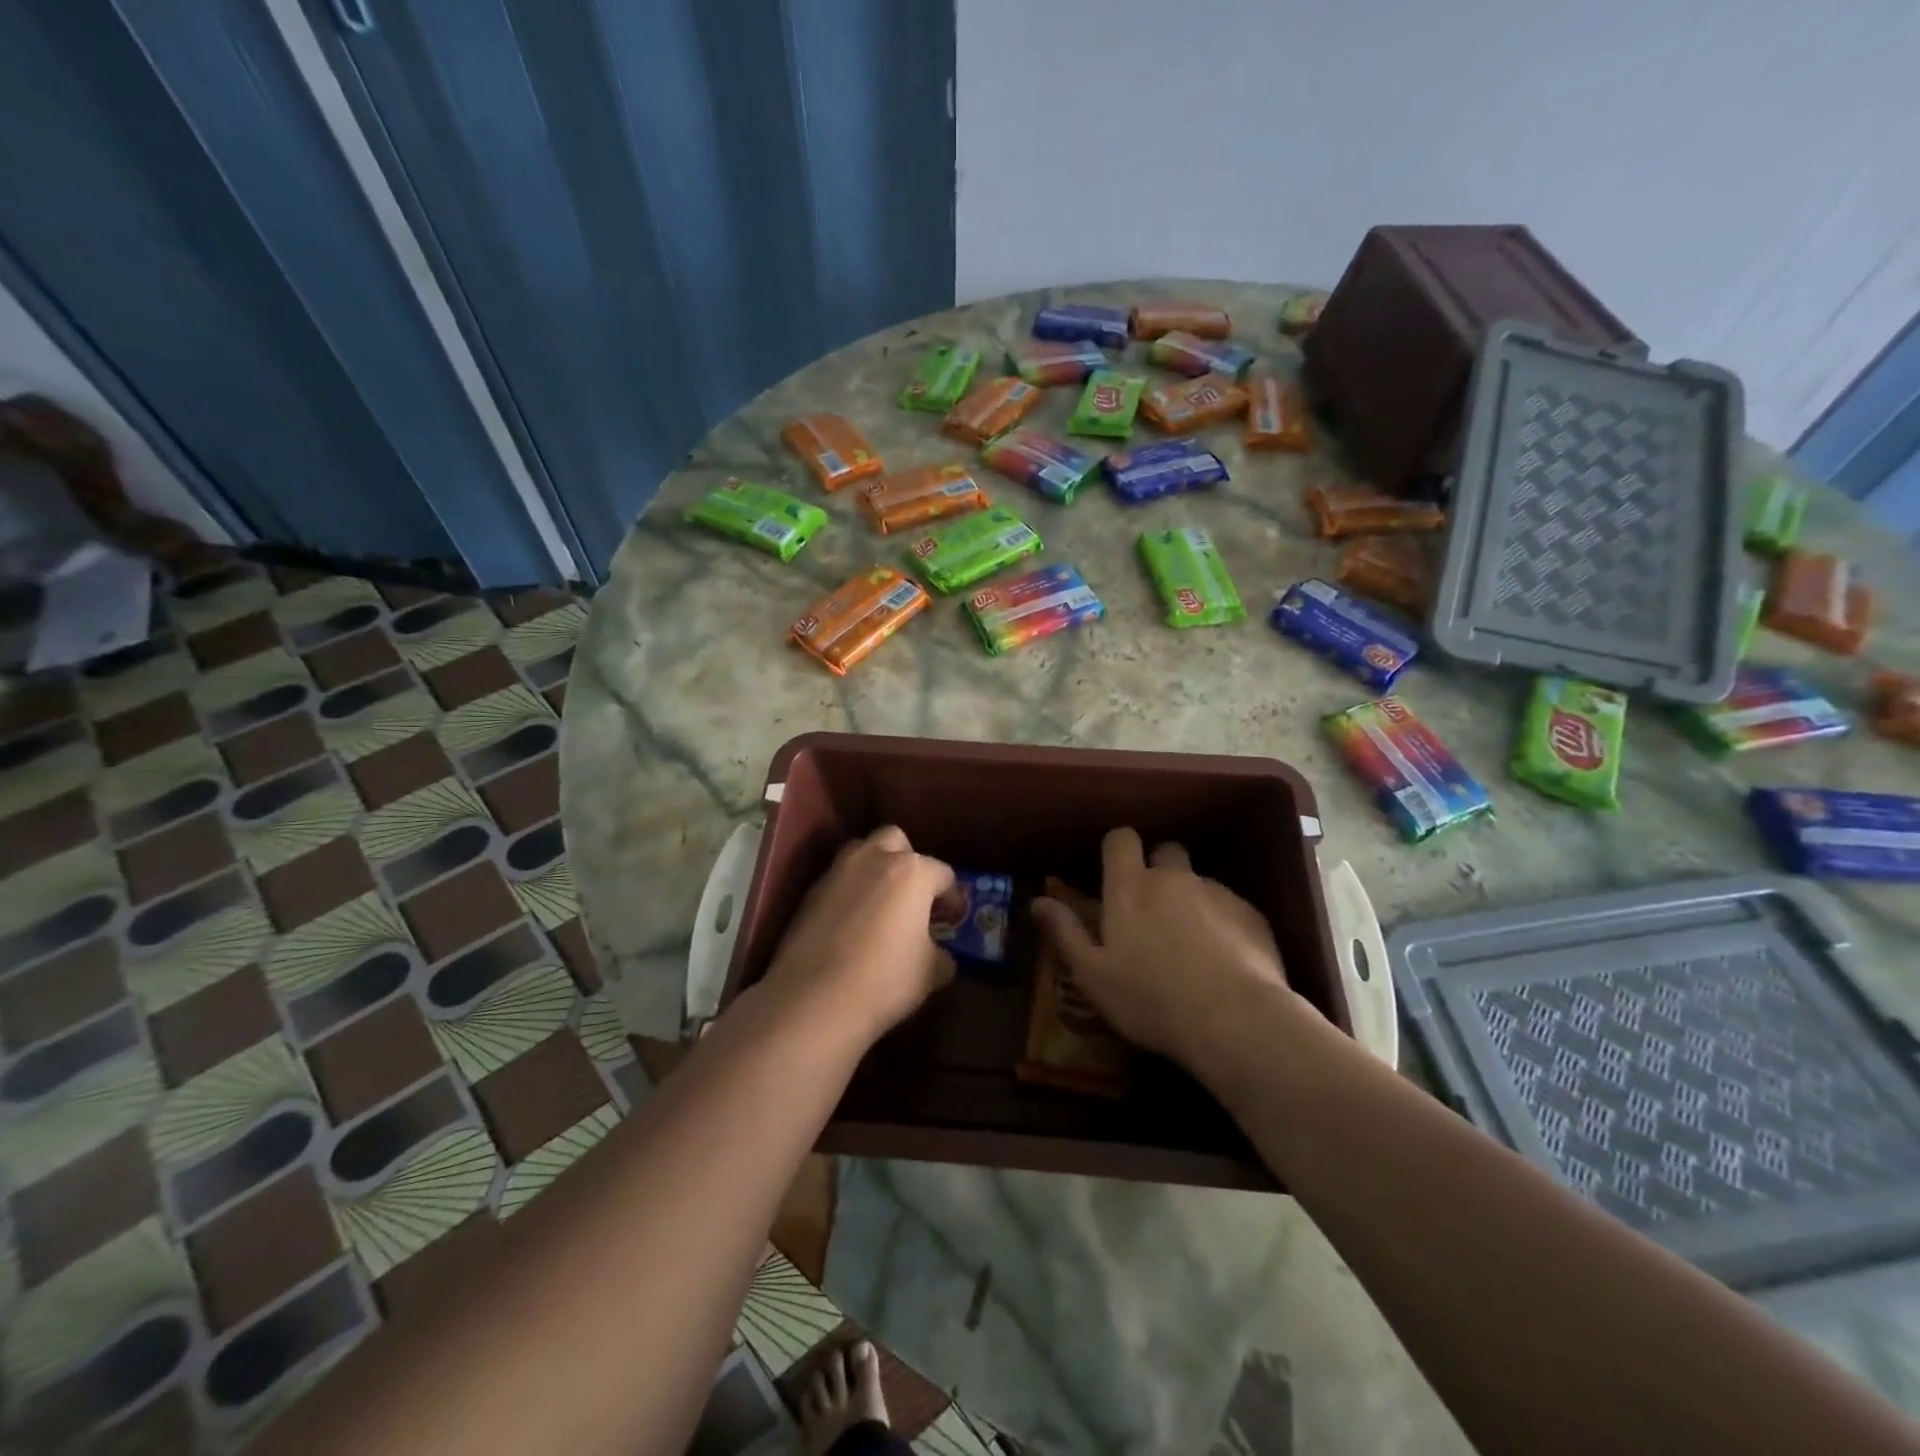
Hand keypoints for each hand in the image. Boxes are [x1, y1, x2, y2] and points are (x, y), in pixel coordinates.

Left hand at [760, 826, 956, 1045]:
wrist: (813, 998)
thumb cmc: (884, 980)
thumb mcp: (930, 973)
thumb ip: (942, 956)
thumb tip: (941, 955)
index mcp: (912, 872)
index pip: (943, 873)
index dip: (952, 896)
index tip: (952, 916)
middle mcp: (874, 859)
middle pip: (896, 841)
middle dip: (908, 861)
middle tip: (912, 895)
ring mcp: (838, 871)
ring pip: (861, 852)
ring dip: (874, 868)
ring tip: (879, 902)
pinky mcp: (810, 891)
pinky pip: (838, 879)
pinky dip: (848, 891)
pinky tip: (850, 922)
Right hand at [1031, 827, 1289, 1069]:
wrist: (1236, 1021)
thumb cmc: (1150, 1000)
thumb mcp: (1093, 975)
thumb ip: (1065, 933)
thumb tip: (1038, 901)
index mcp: (1130, 888)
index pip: (1121, 839)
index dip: (1117, 849)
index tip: (1113, 873)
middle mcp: (1173, 878)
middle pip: (1165, 851)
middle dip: (1157, 869)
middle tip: (1151, 910)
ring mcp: (1216, 893)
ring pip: (1198, 881)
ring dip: (1189, 900)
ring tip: (1190, 944)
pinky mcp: (1251, 914)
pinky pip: (1230, 906)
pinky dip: (1222, 923)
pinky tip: (1223, 960)